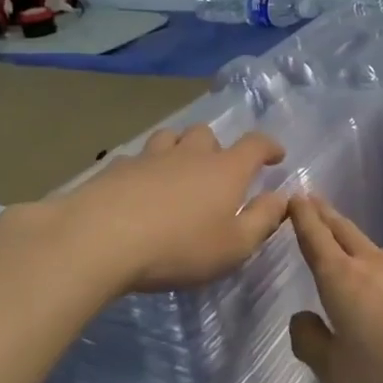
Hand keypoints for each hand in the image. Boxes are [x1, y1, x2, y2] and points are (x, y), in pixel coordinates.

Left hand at [49, 124, 290, 293]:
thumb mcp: (234, 246)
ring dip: (179, 148)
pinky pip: (136, 158)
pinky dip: (144, 168)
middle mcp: (190, 154)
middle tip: (216, 171)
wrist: (101, 239)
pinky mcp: (115, 169)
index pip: (255, 145)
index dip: (269, 147)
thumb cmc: (179, 247)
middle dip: (217, 148)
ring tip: (177, 170)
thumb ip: (262, 220)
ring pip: (170, 137)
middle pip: (207, 134)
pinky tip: (137, 188)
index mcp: (225, 170)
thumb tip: (282, 197)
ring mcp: (150, 157)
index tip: (276, 155)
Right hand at [287, 196, 382, 382]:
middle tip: (313, 200)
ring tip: (347, 247)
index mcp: (343, 280)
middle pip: (345, 232)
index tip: (296, 196)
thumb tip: (300, 318)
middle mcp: (375, 265)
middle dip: (326, 216)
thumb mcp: (339, 374)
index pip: (317, 240)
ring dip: (355, 243)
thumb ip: (313, 344)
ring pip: (374, 250)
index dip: (304, 218)